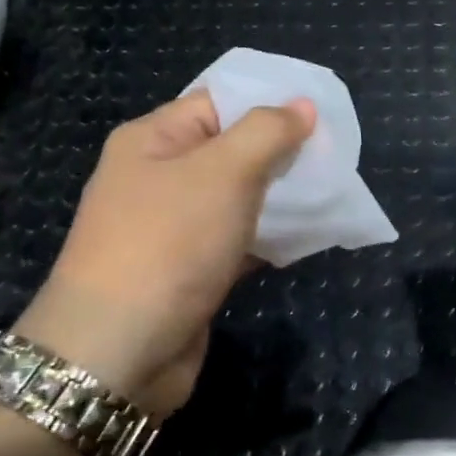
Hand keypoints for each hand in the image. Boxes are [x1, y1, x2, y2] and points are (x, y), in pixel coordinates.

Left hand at [13, 92, 314, 416]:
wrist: (119, 352)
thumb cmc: (169, 244)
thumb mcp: (223, 172)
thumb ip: (267, 132)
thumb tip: (302, 104)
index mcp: (153, 140)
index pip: (217, 103)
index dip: (269, 103)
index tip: (322, 113)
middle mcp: (158, 179)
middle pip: (231, 150)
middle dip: (282, 152)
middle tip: (336, 157)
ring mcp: (172, 229)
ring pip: (238, 198)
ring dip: (281, 197)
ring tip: (331, 193)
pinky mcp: (190, 272)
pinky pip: (238, 240)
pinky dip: (270, 238)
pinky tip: (307, 238)